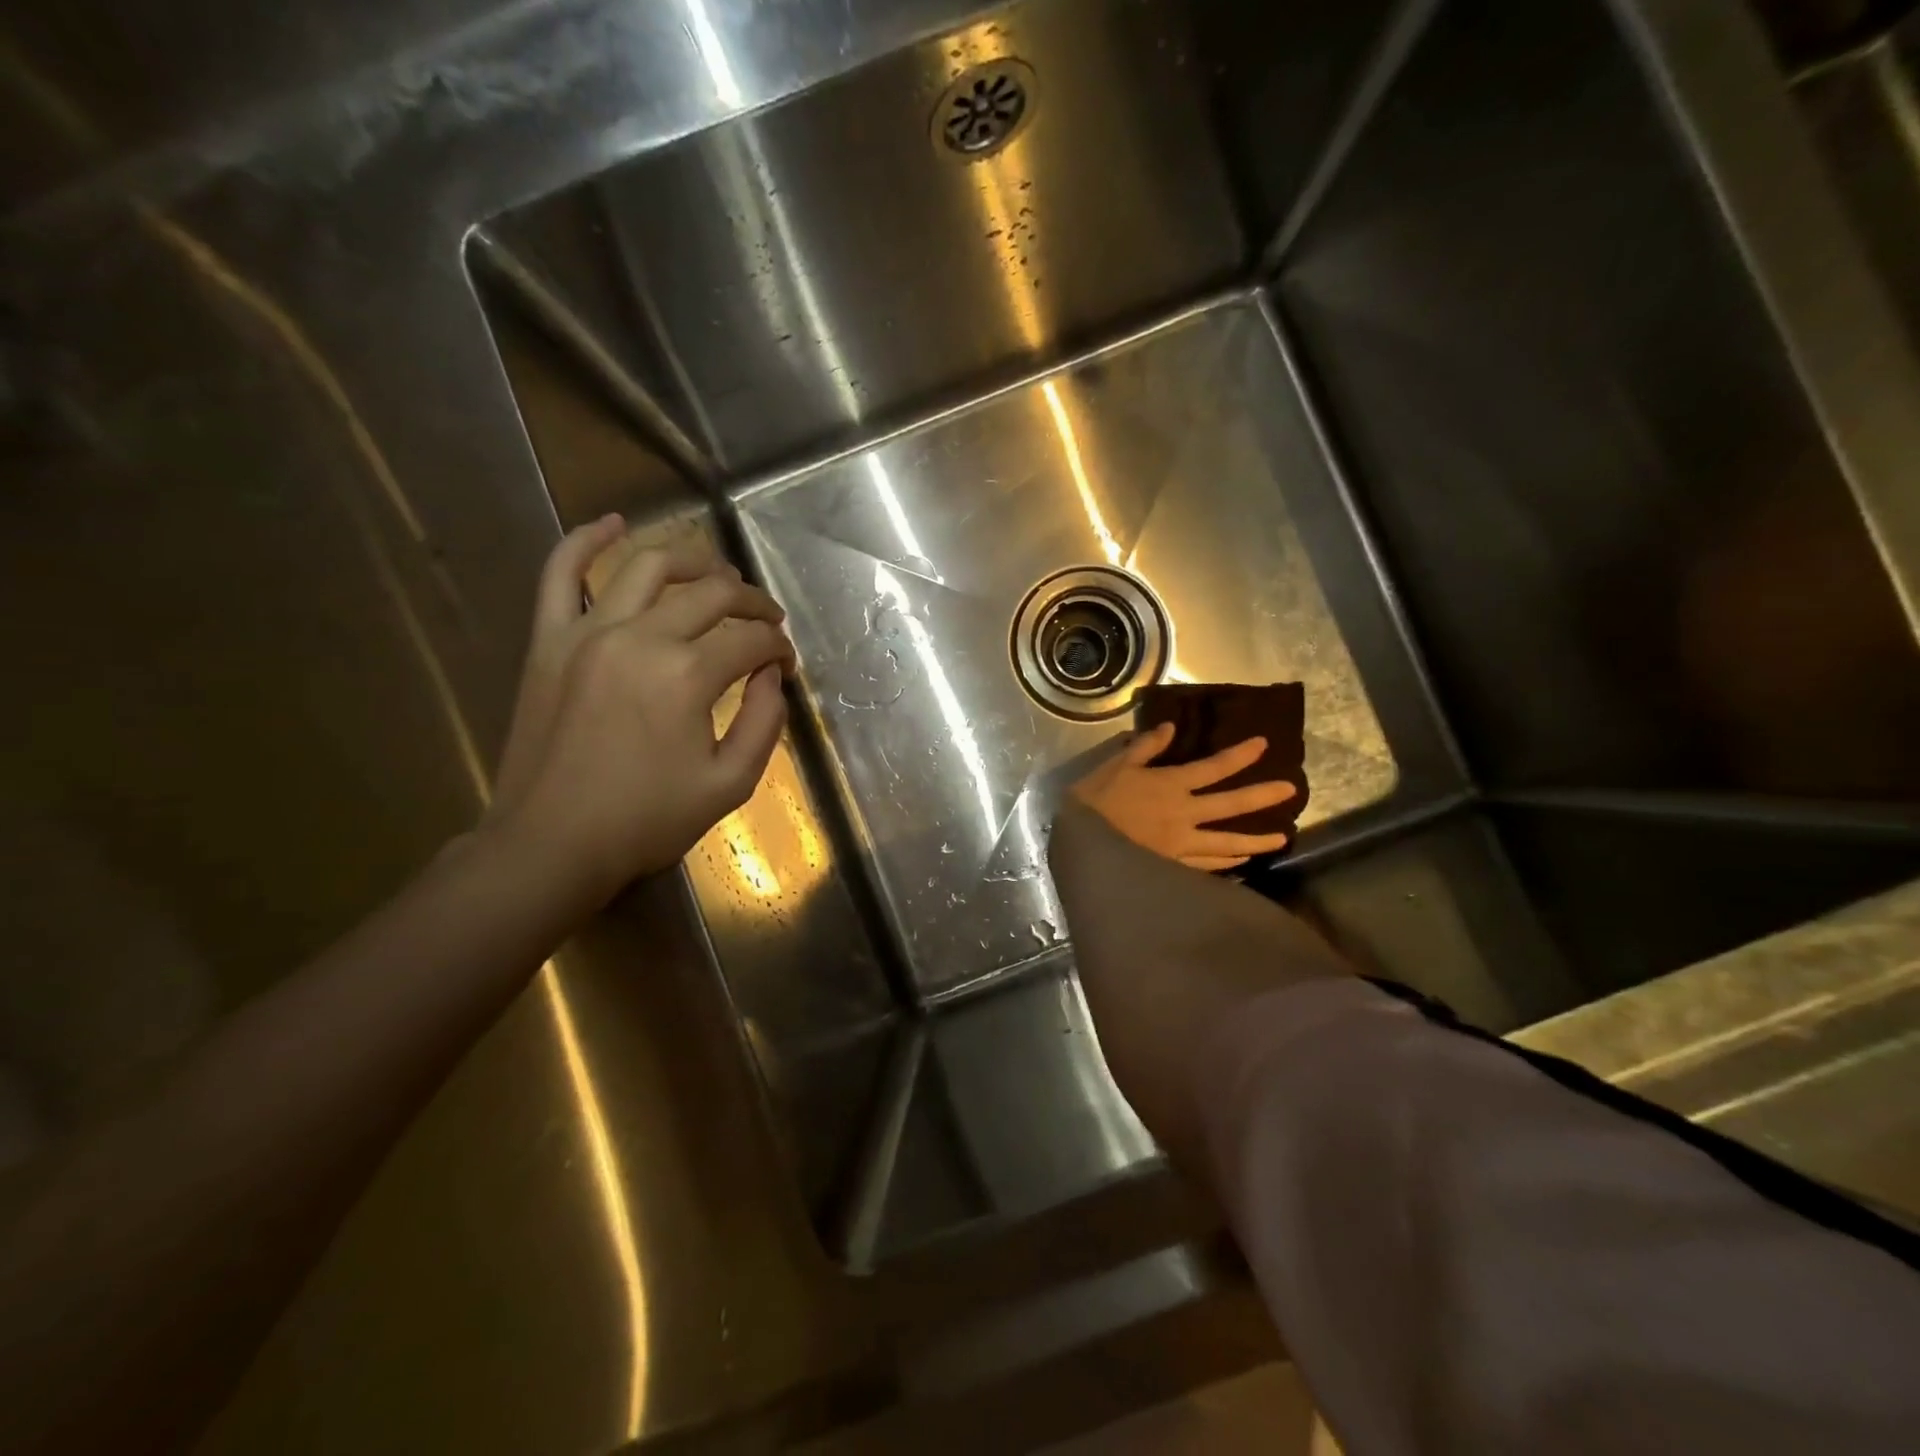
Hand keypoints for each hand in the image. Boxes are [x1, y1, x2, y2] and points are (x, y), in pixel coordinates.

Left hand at [488, 516, 795, 903]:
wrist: (551, 843)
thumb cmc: (646, 821)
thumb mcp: (730, 784)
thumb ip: (765, 723)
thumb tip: (774, 676)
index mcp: (687, 675)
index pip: (750, 640)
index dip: (779, 646)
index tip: (786, 662)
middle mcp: (640, 637)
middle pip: (711, 594)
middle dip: (751, 601)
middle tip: (767, 618)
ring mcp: (587, 631)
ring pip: (648, 567)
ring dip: (693, 559)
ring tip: (718, 572)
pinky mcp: (549, 640)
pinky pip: (561, 573)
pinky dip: (586, 540)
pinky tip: (614, 524)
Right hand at [1070, 722, 1297, 871]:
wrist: (1083, 843)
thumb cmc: (1096, 800)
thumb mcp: (1115, 765)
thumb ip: (1144, 747)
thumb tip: (1170, 728)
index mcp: (1171, 785)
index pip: (1213, 767)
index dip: (1240, 755)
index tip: (1264, 745)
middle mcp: (1185, 814)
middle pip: (1231, 805)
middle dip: (1263, 796)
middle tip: (1291, 791)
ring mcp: (1182, 844)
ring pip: (1227, 843)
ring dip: (1256, 840)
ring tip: (1282, 839)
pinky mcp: (1174, 867)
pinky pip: (1208, 867)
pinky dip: (1228, 865)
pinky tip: (1241, 864)